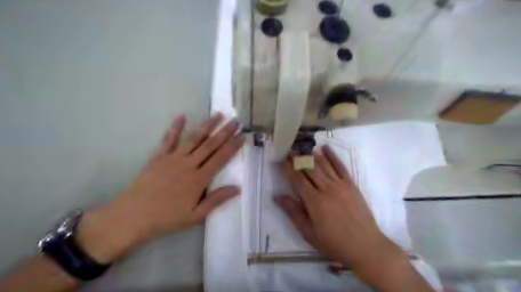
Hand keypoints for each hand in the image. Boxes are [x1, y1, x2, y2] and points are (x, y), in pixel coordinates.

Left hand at [75, 114, 244, 264]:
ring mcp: (173, 158)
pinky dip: (175, 127)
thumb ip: (216, 200)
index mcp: (199, 178)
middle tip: (236, 121)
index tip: (242, 136)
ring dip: (207, 126)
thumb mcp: (196, 215)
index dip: (233, 146)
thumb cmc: (167, 217)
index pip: (221, 158)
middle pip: (210, 145)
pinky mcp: (159, 157)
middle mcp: (189, 164)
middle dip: (225, 132)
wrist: (133, 215)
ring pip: (194, 138)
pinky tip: (181, 116)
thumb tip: (237, 189)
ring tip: (218, 115)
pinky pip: (169, 139)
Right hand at [275, 146, 428, 289]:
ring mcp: (341, 185)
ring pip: (324, 165)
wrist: (365, 246)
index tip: (282, 160)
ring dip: (312, 155)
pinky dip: (333, 156)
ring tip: (303, 147)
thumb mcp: (309, 233)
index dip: (288, 168)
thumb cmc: (334, 242)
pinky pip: (341, 167)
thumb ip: (293, 212)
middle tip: (290, 150)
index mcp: (314, 201)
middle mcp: (326, 189)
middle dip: (298, 158)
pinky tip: (326, 148)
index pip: (298, 179)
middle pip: (310, 169)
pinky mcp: (351, 184)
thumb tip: (278, 196)